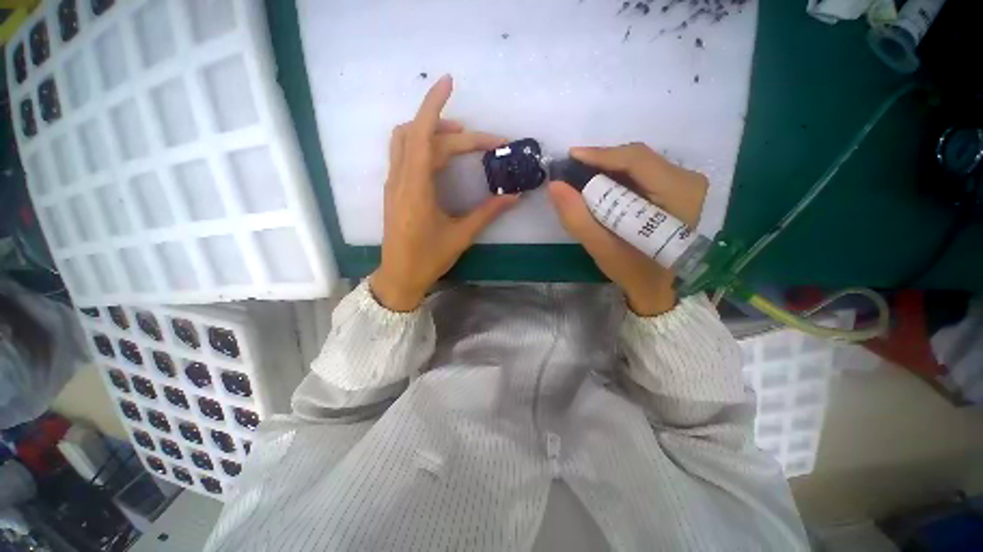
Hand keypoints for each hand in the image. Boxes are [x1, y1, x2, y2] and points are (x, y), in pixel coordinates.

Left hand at [370, 75, 518, 311]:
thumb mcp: (461, 236)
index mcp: (416, 188)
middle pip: (423, 137)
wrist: (399, 276)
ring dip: (434, 132)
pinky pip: (406, 155)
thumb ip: (487, 213)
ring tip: (462, 139)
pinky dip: (424, 146)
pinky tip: (443, 157)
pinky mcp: (395, 190)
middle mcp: (401, 179)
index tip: (449, 82)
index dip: (434, 105)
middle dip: (456, 133)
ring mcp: (395, 183)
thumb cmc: (428, 259)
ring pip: (408, 141)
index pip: (423, 135)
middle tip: (487, 143)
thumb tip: (513, 197)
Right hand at [547, 143, 707, 315]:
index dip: (600, 155)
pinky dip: (618, 177)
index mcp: (679, 194)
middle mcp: (688, 181)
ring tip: (581, 179)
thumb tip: (555, 185)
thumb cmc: (634, 272)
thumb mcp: (603, 248)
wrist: (660, 288)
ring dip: (608, 169)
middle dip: (601, 162)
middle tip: (572, 171)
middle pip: (638, 158)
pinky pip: (643, 173)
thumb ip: (578, 218)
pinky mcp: (678, 189)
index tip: (570, 156)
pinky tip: (601, 187)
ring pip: (639, 163)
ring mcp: (685, 184)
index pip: (637, 160)